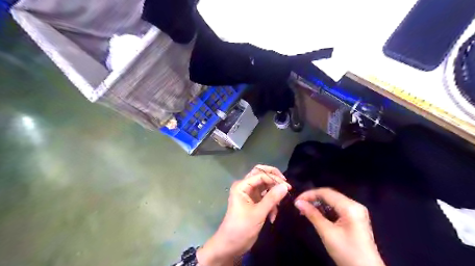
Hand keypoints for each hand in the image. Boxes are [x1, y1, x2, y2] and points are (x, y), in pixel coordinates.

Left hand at [195, 165, 289, 264]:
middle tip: (286, 185)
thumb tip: (285, 186)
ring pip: (264, 186)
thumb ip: (272, 198)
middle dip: (274, 179)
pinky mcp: (253, 202)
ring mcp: (249, 194)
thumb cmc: (242, 228)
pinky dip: (271, 204)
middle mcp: (245, 186)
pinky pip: (265, 197)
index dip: (274, 179)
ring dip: (273, 194)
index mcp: (242, 186)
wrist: (230, 245)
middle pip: (261, 175)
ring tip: (278, 206)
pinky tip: (272, 216)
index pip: (260, 175)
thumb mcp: (258, 213)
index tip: (288, 187)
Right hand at [294, 187, 384, 265]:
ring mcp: (356, 211)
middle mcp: (355, 205)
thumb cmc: (347, 252)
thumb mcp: (327, 233)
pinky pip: (338, 208)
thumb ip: (312, 215)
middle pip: (330, 195)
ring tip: (306, 211)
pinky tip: (317, 215)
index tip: (296, 201)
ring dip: (319, 204)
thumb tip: (298, 202)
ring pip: (333, 201)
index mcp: (350, 207)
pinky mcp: (355, 218)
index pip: (326, 192)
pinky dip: (326, 210)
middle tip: (300, 206)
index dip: (309, 194)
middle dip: (313, 199)